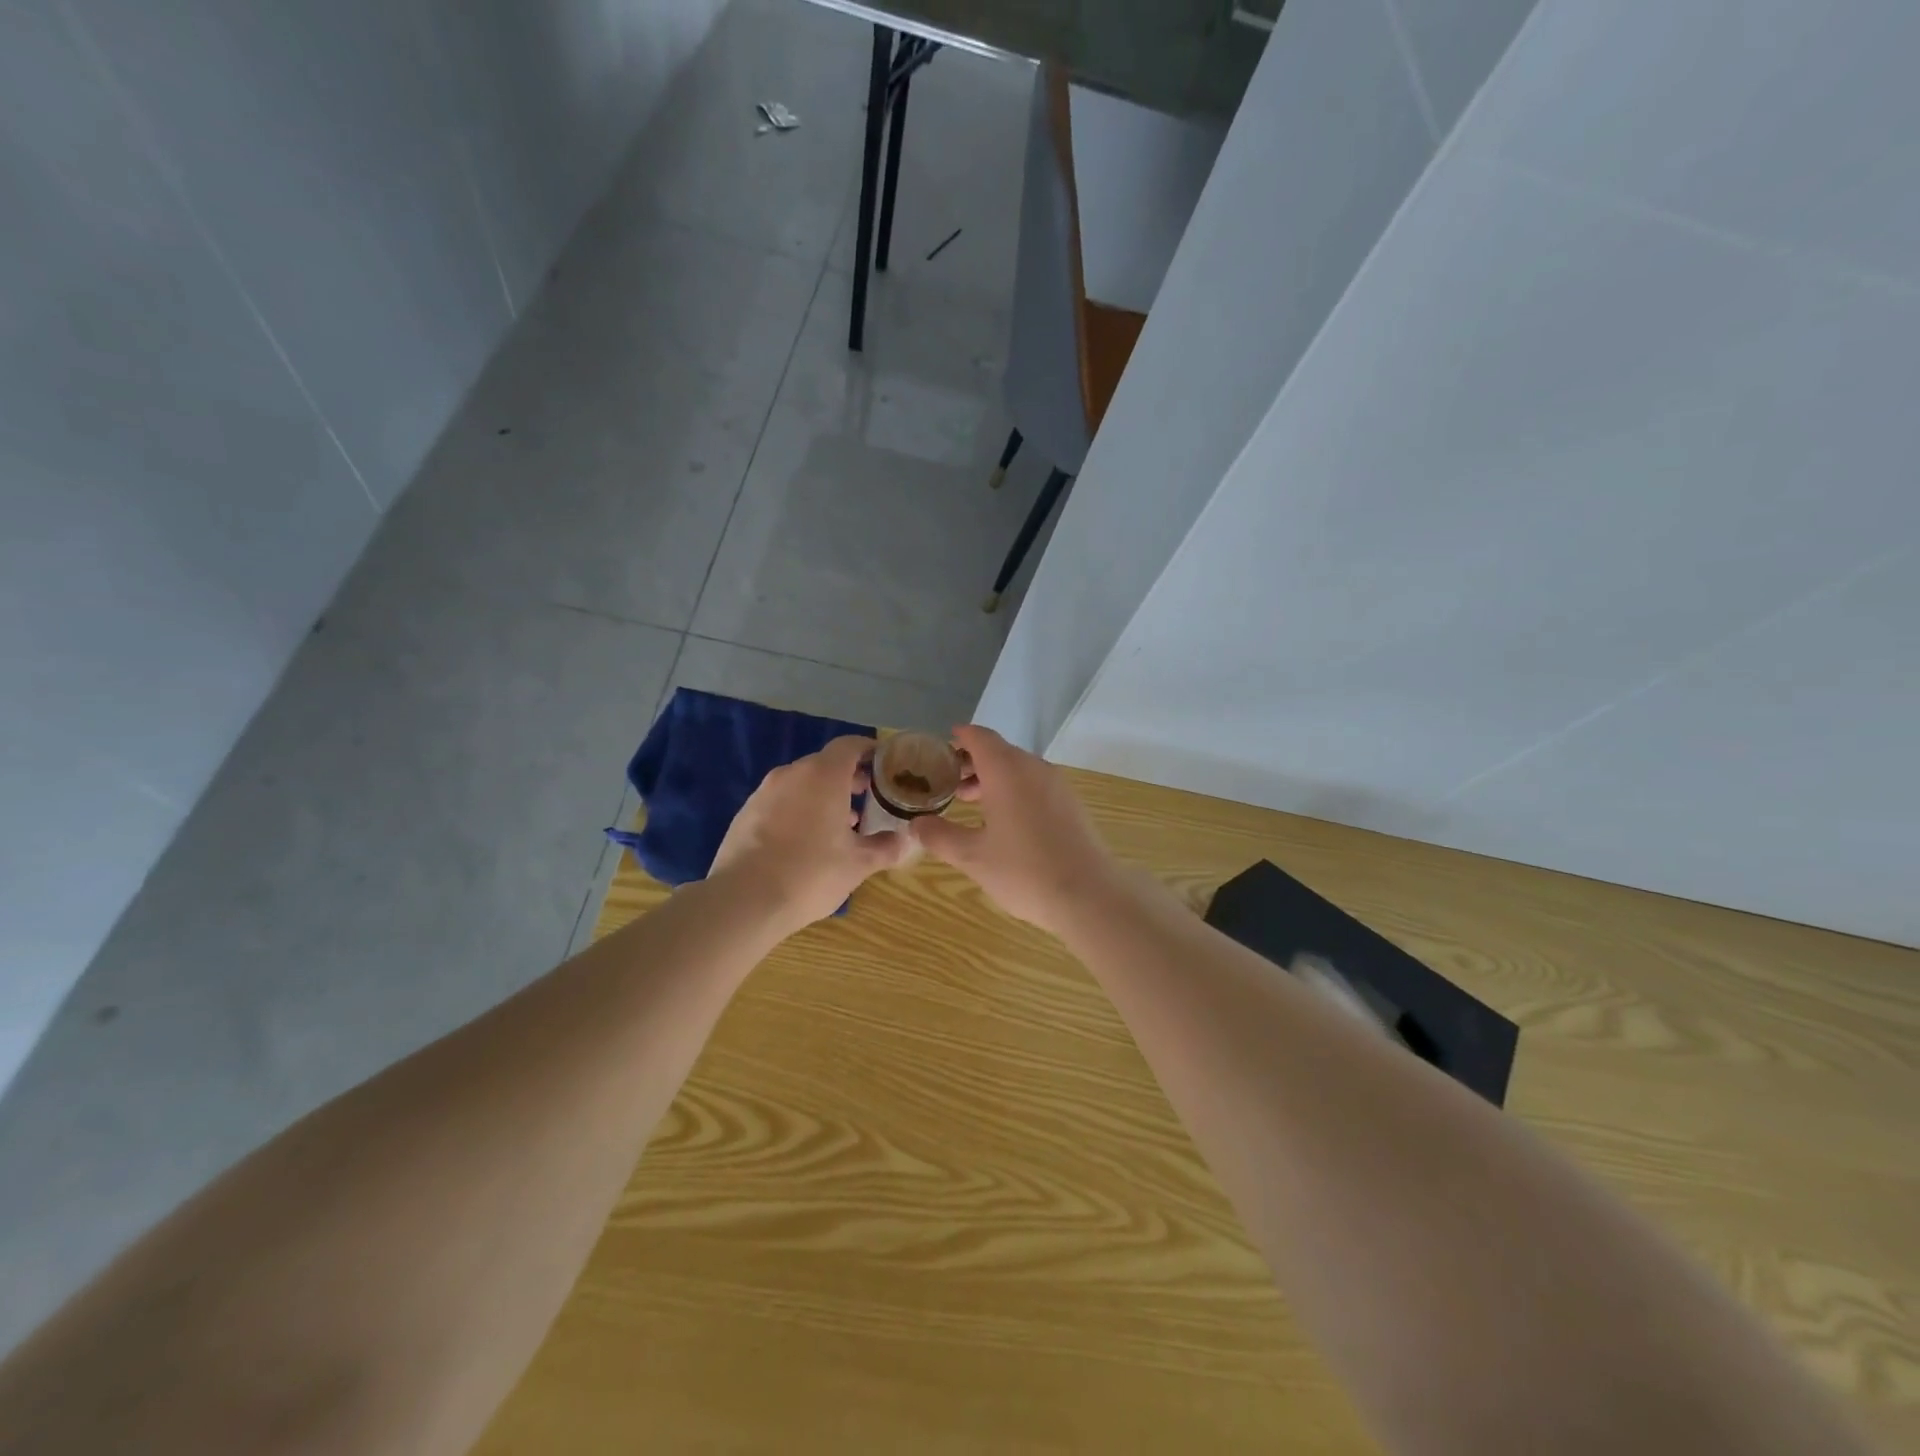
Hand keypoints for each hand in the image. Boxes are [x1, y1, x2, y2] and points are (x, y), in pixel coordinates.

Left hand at [710, 736, 907, 932]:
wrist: (743, 900)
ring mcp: (765, 792)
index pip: (850, 745)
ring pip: (802, 783)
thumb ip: (885, 847)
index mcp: (824, 776)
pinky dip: (799, 810)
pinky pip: (781, 801)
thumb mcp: (858, 864)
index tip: (885, 766)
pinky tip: (806, 841)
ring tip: (841, 826)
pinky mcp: (746, 812)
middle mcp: (792, 774)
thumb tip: (905, 840)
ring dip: (823, 796)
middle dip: (849, 777)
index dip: (870, 751)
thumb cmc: (810, 873)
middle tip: (868, 799)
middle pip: (826, 763)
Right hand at [911, 725, 1122, 935]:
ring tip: (972, 804)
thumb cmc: (1024, 871)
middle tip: (949, 784)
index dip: (959, 738)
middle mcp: (1034, 768)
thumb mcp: (972, 857)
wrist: (1089, 896)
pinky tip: (1006, 822)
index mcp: (1007, 770)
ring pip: (1019, 769)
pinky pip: (1036, 785)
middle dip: (972, 763)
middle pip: (1000, 752)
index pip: (980, 737)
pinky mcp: (1072, 805)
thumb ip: (940, 836)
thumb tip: (916, 825)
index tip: (942, 746)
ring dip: (994, 779)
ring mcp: (1058, 785)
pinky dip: (1015, 791)